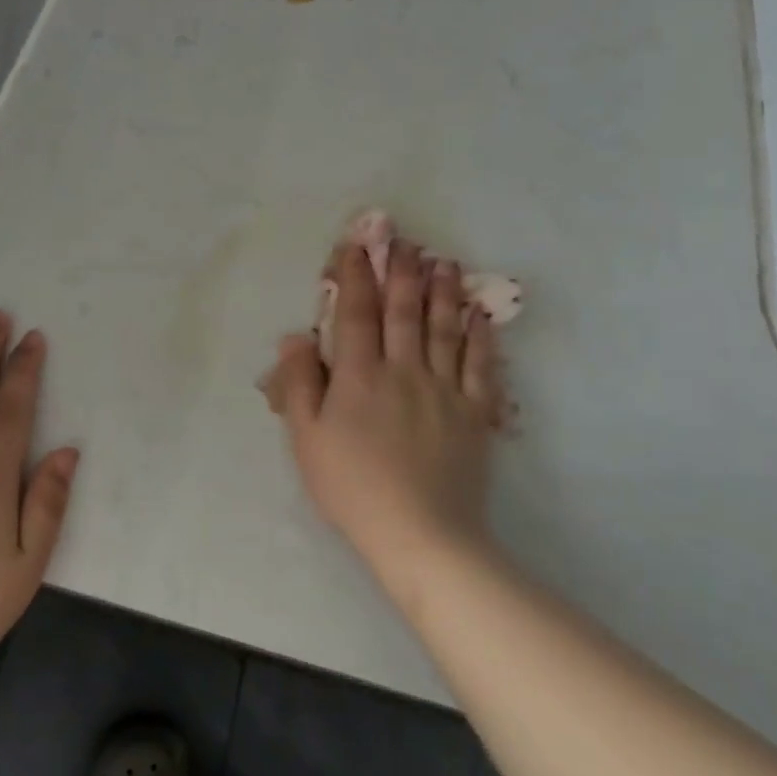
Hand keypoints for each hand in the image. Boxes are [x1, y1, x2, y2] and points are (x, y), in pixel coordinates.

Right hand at [266, 242, 505, 585]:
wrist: (421, 533)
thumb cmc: (353, 487)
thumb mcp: (307, 439)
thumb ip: (299, 384)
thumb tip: (295, 336)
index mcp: (359, 376)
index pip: (356, 314)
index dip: (355, 277)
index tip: (356, 248)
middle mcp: (403, 370)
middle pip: (404, 311)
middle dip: (403, 273)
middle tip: (406, 243)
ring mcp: (444, 389)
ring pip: (444, 329)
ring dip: (443, 293)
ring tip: (445, 263)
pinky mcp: (475, 412)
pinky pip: (481, 365)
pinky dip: (481, 337)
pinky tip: (481, 316)